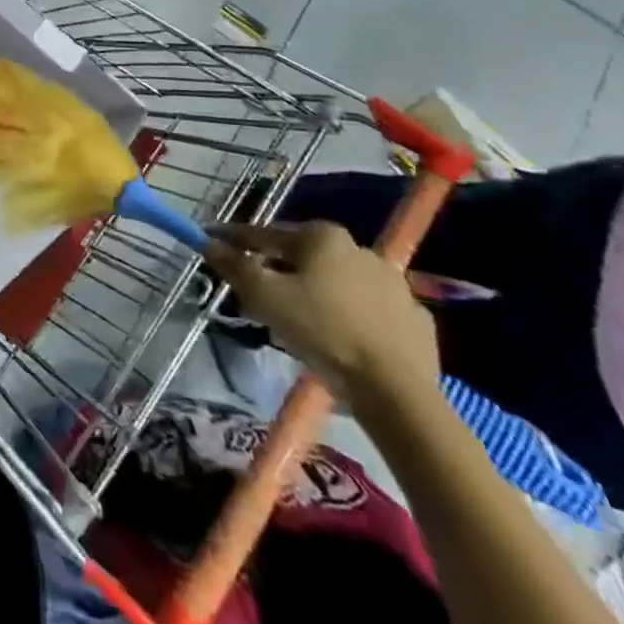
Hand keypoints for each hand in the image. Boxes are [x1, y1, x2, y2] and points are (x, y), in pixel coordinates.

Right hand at [204, 221, 438, 403]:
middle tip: (257, 292)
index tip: (213, 241)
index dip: (235, 238)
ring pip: (337, 282)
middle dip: (277, 269)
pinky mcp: (414, 318)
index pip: (265, 233)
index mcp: (321, 236)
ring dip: (315, 292)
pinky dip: (350, 315)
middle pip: (303, 256)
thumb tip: (209, 242)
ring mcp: (393, 283)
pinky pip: (369, 309)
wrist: (397, 389)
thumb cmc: (323, 330)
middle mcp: (359, 248)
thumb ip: (234, 266)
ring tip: (299, 319)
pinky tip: (341, 336)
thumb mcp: (265, 297)